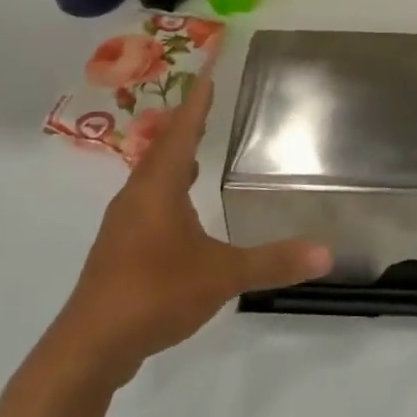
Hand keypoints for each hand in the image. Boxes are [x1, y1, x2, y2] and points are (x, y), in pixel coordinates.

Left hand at [46, 74, 331, 391]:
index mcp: (158, 187)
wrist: (90, 346)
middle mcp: (136, 196)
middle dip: (186, 126)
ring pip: (152, 178)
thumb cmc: (155, 293)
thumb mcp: (222, 275)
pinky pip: (147, 203)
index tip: (208, 71)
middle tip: (208, 104)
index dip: (197, 101)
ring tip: (196, 151)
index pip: (182, 131)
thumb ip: (272, 261)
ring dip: (173, 160)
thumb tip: (326, 253)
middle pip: (163, 149)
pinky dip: (167, 191)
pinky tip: (180, 210)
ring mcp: (123, 225)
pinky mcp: (118, 250)